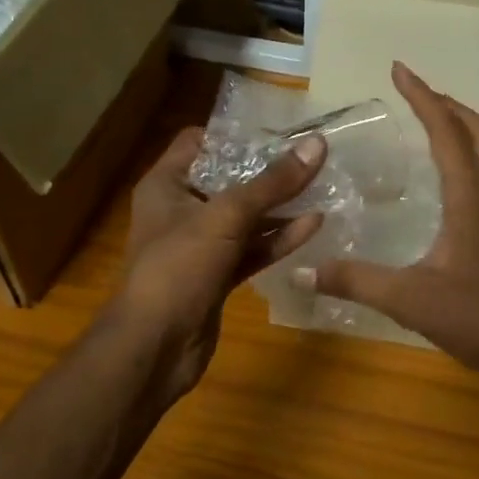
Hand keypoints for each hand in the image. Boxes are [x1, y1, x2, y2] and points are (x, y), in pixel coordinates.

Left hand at [112, 126, 326, 400]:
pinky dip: (278, 239)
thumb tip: (316, 144)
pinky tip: (314, 225)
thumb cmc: (178, 268)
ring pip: (245, 217)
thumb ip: (272, 183)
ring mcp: (200, 245)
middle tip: (312, 155)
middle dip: (268, 170)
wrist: (154, 348)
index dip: (235, 134)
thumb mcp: (226, 218)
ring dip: (280, 206)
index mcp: (167, 184)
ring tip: (324, 186)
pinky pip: (252, 249)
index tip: (278, 130)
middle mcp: (181, 209)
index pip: (199, 142)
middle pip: (229, 179)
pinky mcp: (218, 275)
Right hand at [301, 62, 478, 389]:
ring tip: (440, 120)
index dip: (422, 97)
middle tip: (416, 91)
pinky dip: (477, 155)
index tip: (399, 69)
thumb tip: (303, 270)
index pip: (445, 132)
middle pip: (478, 131)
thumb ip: (357, 282)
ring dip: (467, 126)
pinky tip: (461, 178)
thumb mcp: (412, 301)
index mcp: (471, 198)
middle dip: (447, 103)